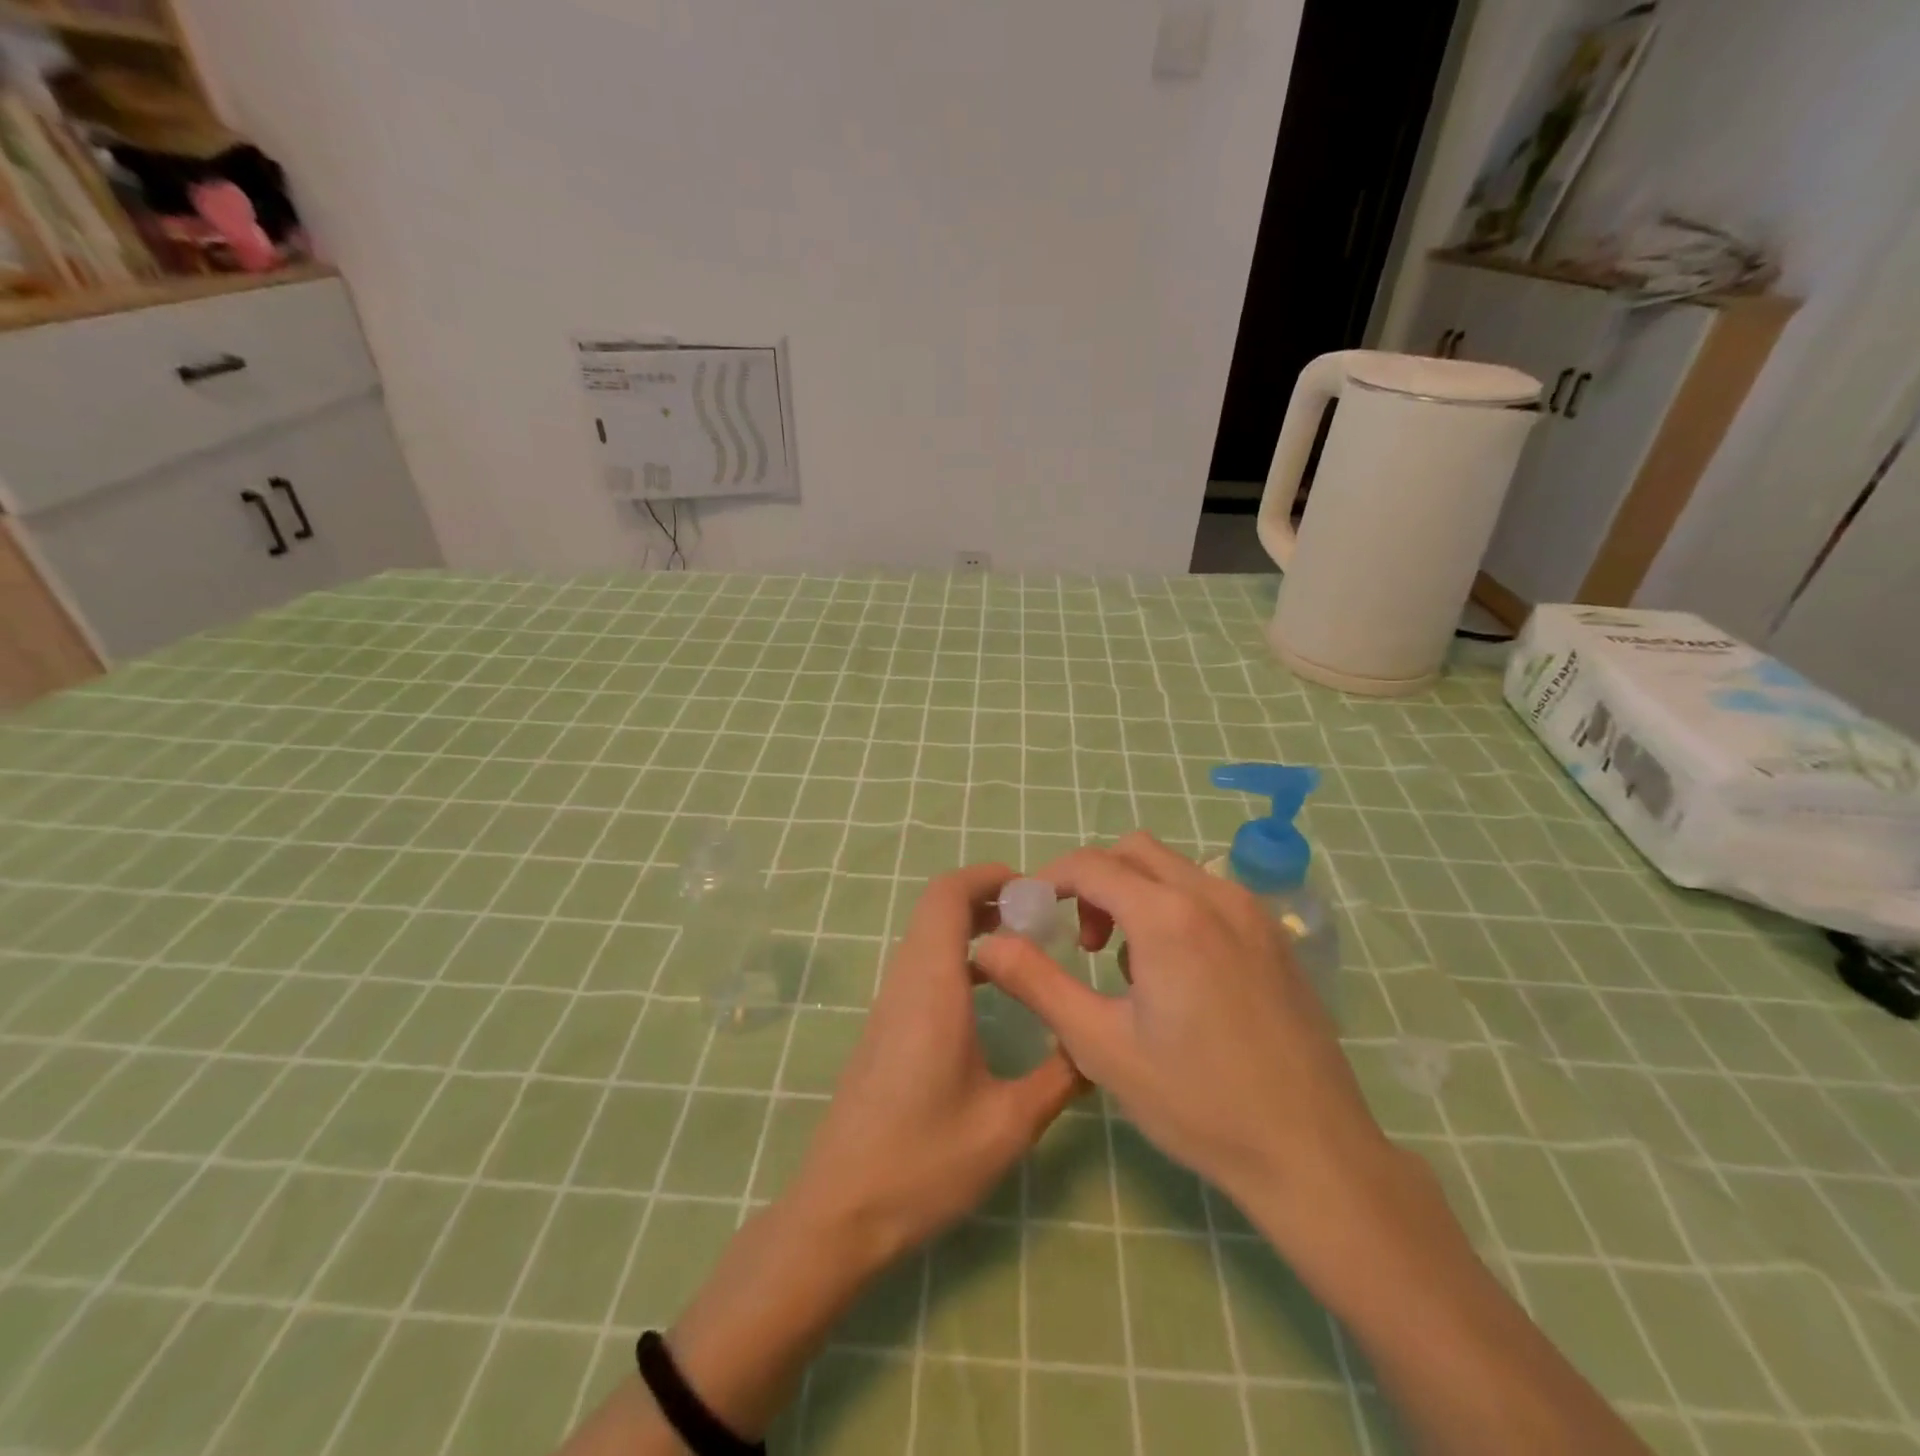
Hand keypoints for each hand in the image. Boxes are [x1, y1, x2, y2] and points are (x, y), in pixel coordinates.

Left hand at [788, 862, 1085, 1264]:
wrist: (839, 1212)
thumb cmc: (924, 1163)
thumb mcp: (1009, 1125)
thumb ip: (1059, 1076)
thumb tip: (1095, 1044)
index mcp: (932, 987)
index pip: (946, 896)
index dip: (987, 876)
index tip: (1033, 889)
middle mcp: (905, 982)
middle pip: (937, 908)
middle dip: (987, 897)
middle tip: (1038, 917)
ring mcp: (888, 1004)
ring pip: (927, 936)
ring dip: (971, 926)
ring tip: (1023, 947)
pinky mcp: (884, 1027)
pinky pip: (920, 966)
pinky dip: (956, 955)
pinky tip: (989, 992)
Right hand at [973, 833, 1403, 1242]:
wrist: (1312, 1153)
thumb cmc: (1197, 1101)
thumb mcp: (1100, 1045)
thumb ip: (1038, 982)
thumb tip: (987, 942)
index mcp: (1168, 916)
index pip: (1091, 864)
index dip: (1049, 879)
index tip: (1030, 914)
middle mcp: (1214, 895)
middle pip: (1134, 852)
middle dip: (1094, 882)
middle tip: (1084, 941)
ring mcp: (1252, 912)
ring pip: (1174, 869)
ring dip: (1135, 894)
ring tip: (1129, 967)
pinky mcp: (1275, 936)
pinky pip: (1209, 893)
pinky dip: (1175, 908)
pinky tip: (1179, 975)